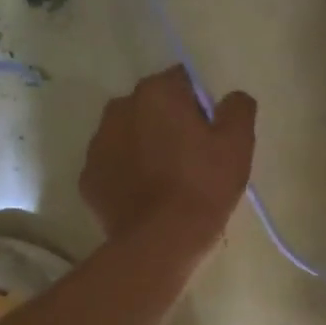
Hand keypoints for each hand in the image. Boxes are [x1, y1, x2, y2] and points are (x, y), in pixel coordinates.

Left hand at [80, 67, 256, 251]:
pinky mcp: (88, 177)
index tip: (210, 136)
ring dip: (145, 147)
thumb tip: (231, 98)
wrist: (159, 242)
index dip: (200, 107)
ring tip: (166, 182)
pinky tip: (145, 198)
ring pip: (129, 135)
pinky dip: (127, 175)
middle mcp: (120, 108)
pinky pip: (113, 166)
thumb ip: (238, 108)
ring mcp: (98, 144)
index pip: (183, 82)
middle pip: (152, 107)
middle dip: (169, 124)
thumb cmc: (202, 187)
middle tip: (191, 160)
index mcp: (156, 93)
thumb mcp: (238, 145)